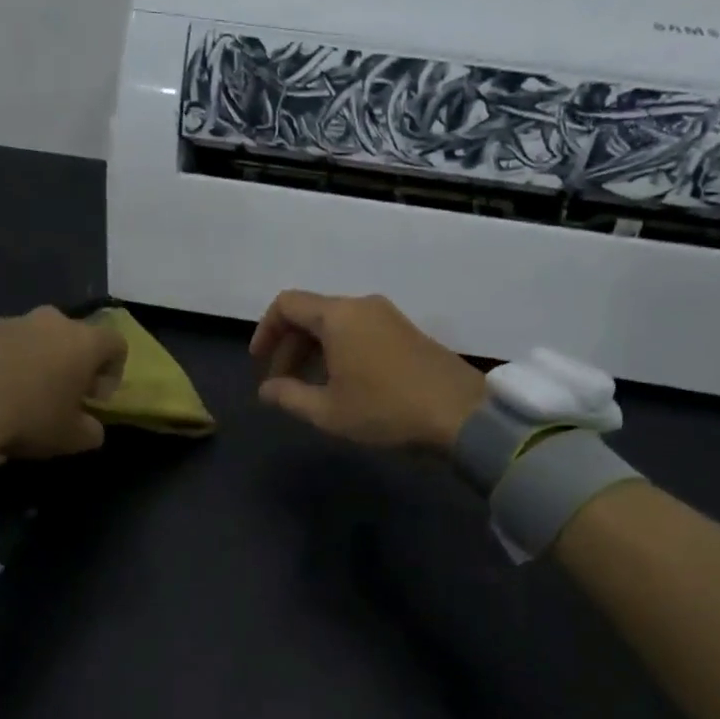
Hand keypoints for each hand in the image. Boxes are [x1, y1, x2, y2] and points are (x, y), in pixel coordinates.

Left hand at [0, 306, 126, 460]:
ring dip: (36, 361)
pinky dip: (3, 361)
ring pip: (35, 338)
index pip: (117, 344)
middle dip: (73, 363)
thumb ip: (93, 429)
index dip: (113, 372)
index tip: (94, 399)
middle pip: (73, 336)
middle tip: (60, 395)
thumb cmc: (29, 419)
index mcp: (82, 342)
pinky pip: (0, 343)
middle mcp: (49, 321)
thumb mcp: (74, 439)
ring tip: (20, 394)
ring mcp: (9, 320)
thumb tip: (90, 425)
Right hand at [250, 291, 485, 452]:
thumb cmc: (386, 410)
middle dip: (289, 347)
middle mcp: (362, 305)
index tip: (259, 363)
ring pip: (336, 324)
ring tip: (309, 388)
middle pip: (311, 314)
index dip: (265, 331)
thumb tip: (266, 390)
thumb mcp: (328, 411)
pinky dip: (339, 351)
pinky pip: (359, 331)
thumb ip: (289, 396)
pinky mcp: (406, 332)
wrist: (460, 413)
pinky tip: (342, 384)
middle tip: (282, 384)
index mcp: (338, 316)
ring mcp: (388, 316)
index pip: (287, 304)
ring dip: (314, 351)